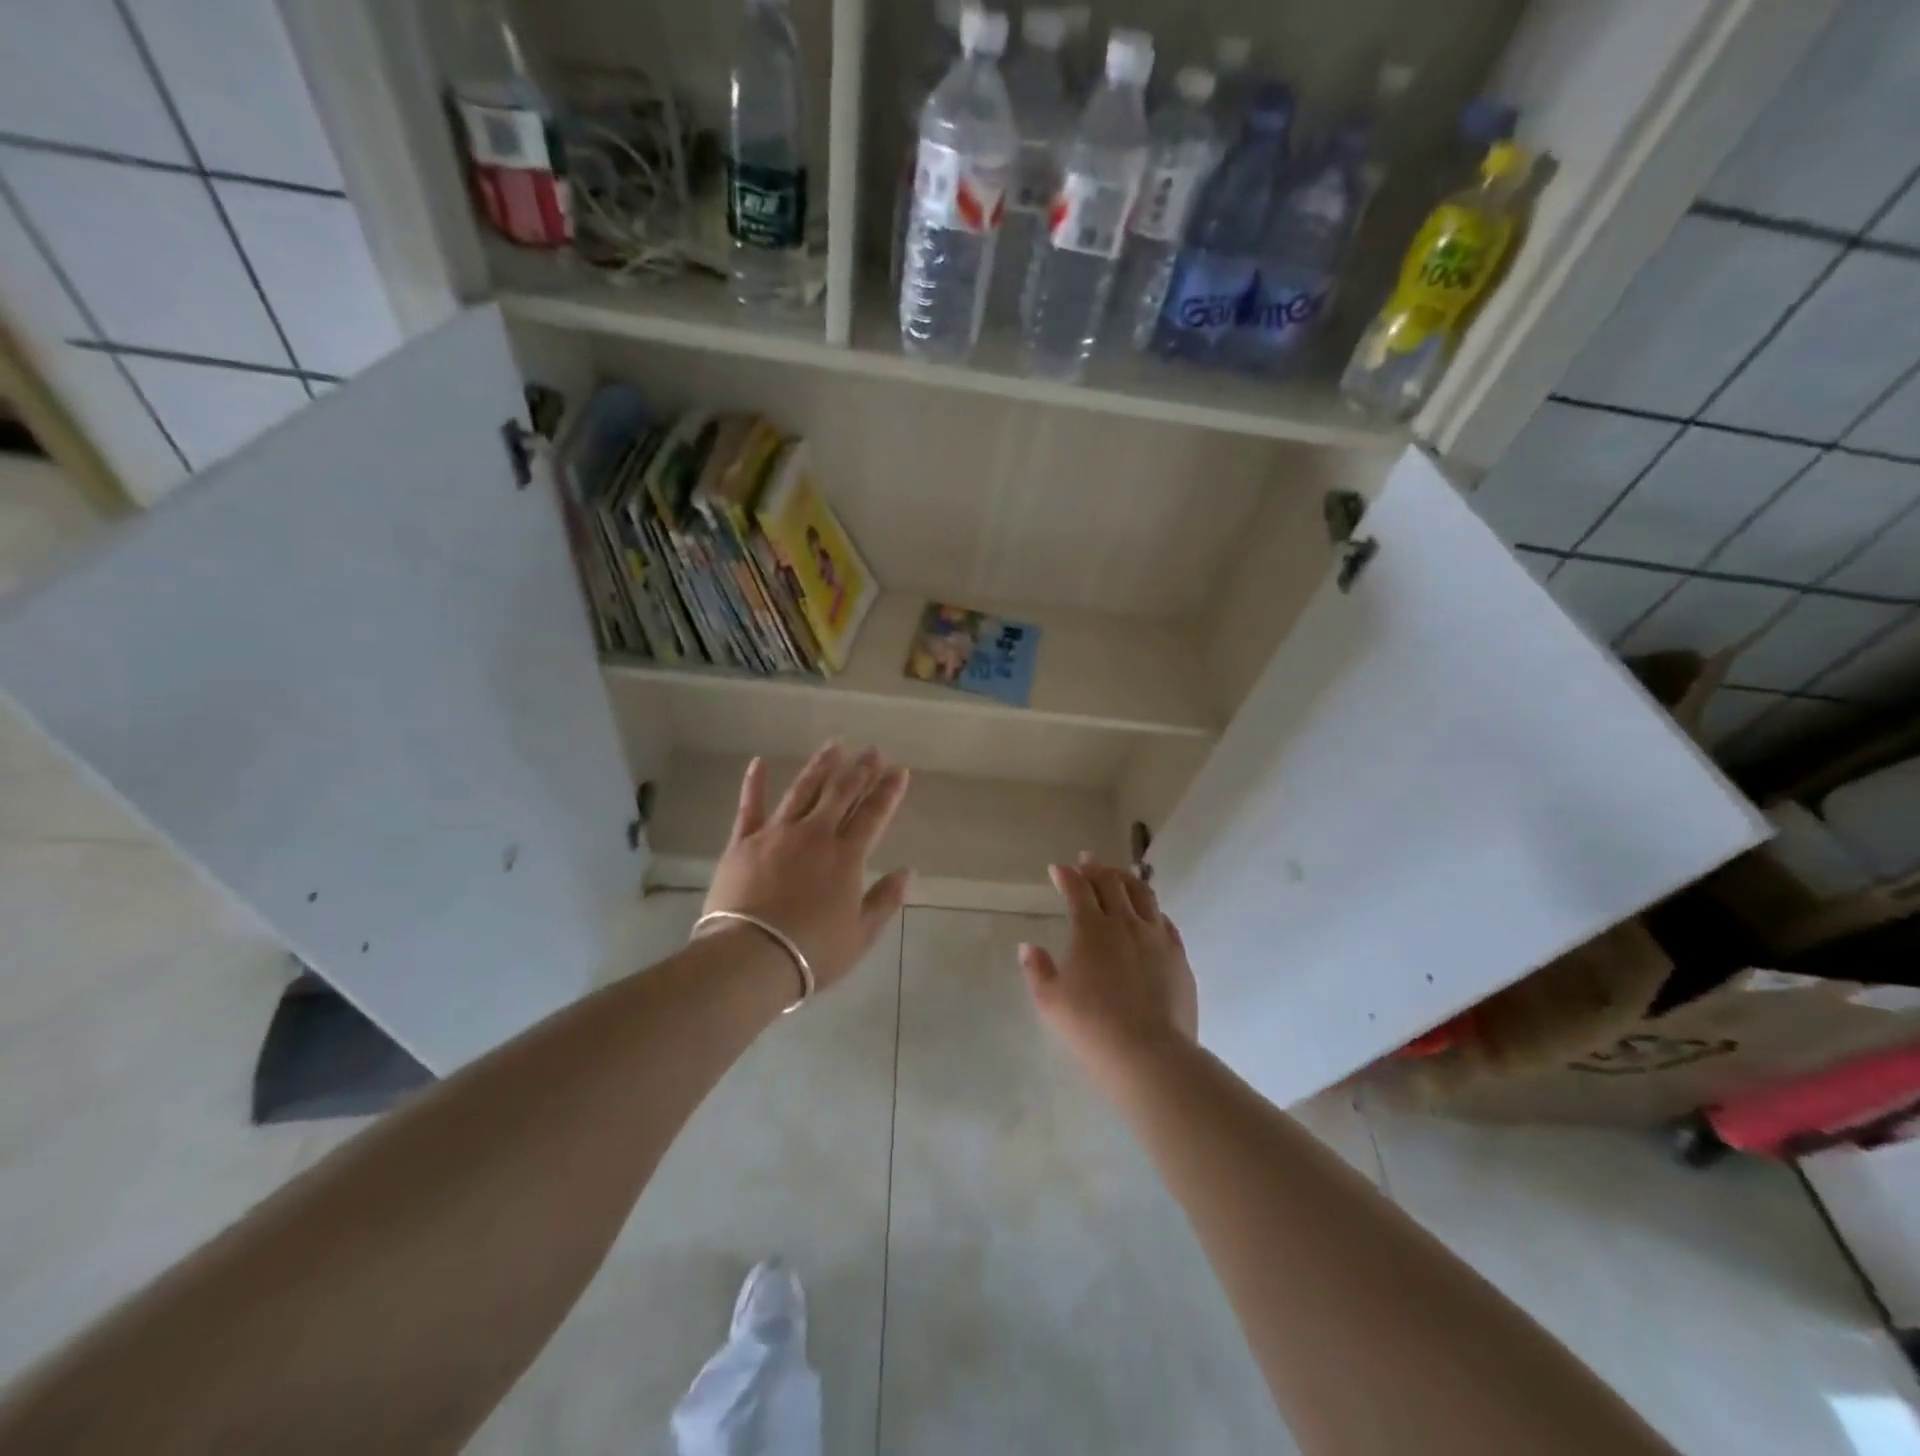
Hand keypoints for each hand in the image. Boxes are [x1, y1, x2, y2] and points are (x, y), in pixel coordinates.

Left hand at [699, 744, 911, 995]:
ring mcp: (777, 833)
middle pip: (841, 793)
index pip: (874, 814)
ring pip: (803, 790)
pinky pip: (750, 806)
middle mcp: (814, 835)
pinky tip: (758, 762)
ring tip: (834, 745)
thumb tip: (907, 871)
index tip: (898, 770)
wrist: (751, 958)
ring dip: (820, 767)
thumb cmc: (812, 952)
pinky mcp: (743, 842)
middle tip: (872, 750)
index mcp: (846, 856)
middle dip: (860, 770)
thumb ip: (885, 900)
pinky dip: (754, 783)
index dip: (888, 791)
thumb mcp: (861, 935)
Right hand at [1020, 855, 1197, 1091]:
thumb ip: (1038, 970)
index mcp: (1092, 930)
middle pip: (1112, 884)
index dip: (1067, 876)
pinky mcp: (1178, 957)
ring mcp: (1157, 938)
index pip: (1078, 890)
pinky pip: (1166, 922)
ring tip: (1120, 874)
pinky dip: (1153, 909)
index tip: (1058, 869)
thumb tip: (1028, 947)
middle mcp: (1126, 924)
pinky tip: (1151, 913)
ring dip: (1127, 880)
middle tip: (1088, 860)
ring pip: (1143, 895)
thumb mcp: (1051, 1001)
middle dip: (1096, 869)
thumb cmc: (1092, 1027)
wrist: (1149, 1054)